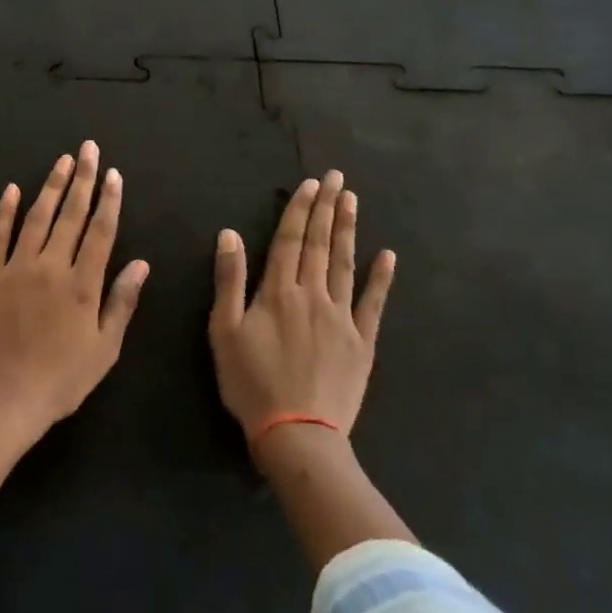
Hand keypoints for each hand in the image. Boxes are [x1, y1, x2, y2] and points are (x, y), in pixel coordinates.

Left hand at [0, 141, 149, 437]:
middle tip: (88, 149)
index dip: (108, 200)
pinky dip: (4, 210)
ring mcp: (17, 268)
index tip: (113, 173)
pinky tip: (12, 188)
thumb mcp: (104, 350)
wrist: (2, 399)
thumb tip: (142, 263)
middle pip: (70, 214)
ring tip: (62, 161)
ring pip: (37, 217)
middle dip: (82, 178)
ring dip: (51, 186)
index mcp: (82, 285)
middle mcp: (51, 266)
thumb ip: (122, 302)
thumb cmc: (60, 380)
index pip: (100, 231)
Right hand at [209, 171, 395, 447]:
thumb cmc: (251, 383)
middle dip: (326, 208)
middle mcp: (312, 295)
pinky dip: (381, 278)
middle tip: (336, 177)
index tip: (310, 183)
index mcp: (278, 291)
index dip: (299, 209)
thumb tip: (230, 234)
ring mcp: (341, 317)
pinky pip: (373, 304)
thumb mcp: (224, 331)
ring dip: (348, 230)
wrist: (297, 434)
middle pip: (320, 244)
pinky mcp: (362, 342)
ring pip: (345, 264)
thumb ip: (229, 280)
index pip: (290, 240)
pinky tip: (387, 255)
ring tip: (352, 200)